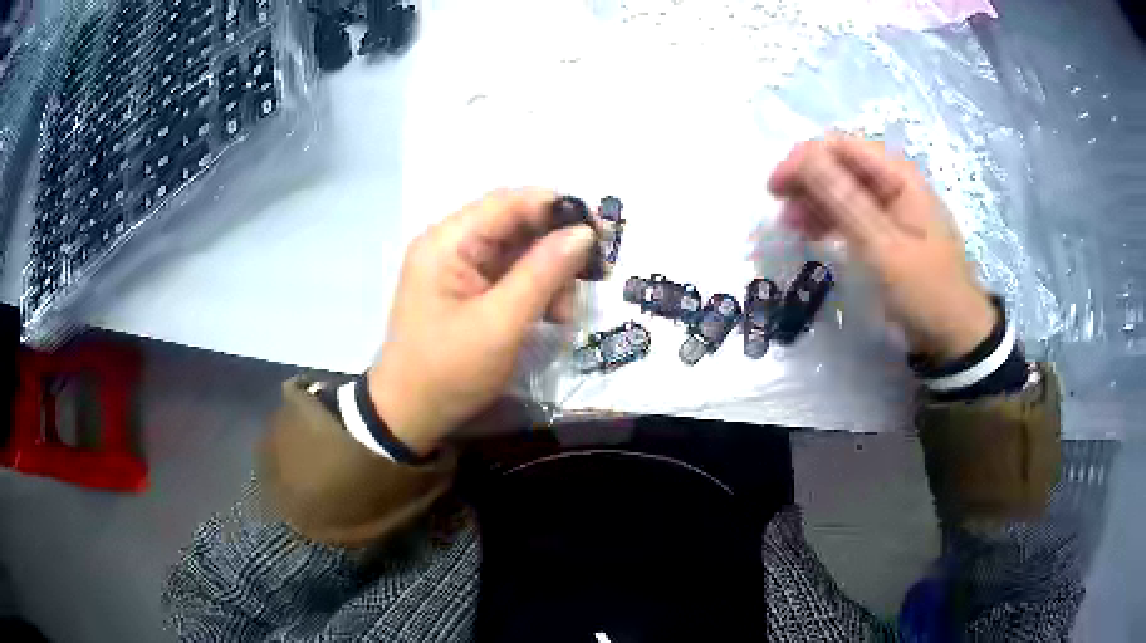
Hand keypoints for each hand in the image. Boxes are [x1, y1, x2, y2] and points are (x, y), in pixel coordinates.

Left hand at [368, 189, 596, 455]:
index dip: (556, 208)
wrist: (409, 415)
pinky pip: (509, 275)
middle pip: (515, 224)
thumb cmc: (449, 371)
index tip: (600, 231)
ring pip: (518, 251)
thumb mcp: (501, 324)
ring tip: (566, 312)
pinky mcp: (466, 290)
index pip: (508, 202)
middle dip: (556, 248)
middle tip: (591, 276)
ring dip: (550, 274)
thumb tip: (584, 232)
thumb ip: (543, 273)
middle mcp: (451, 245)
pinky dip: (535, 291)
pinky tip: (552, 316)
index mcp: (448, 242)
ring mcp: (458, 268)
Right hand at [768, 135, 995, 361]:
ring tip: (792, 227)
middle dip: (807, 180)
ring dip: (815, 200)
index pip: (840, 146)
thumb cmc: (924, 291)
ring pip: (843, 187)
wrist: (956, 335)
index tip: (775, 190)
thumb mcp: (883, 247)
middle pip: (840, 163)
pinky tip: (815, 233)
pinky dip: (830, 218)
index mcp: (898, 175)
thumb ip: (844, 199)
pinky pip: (853, 210)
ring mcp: (893, 205)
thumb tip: (803, 156)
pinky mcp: (889, 228)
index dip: (804, 160)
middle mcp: (894, 181)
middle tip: (780, 211)